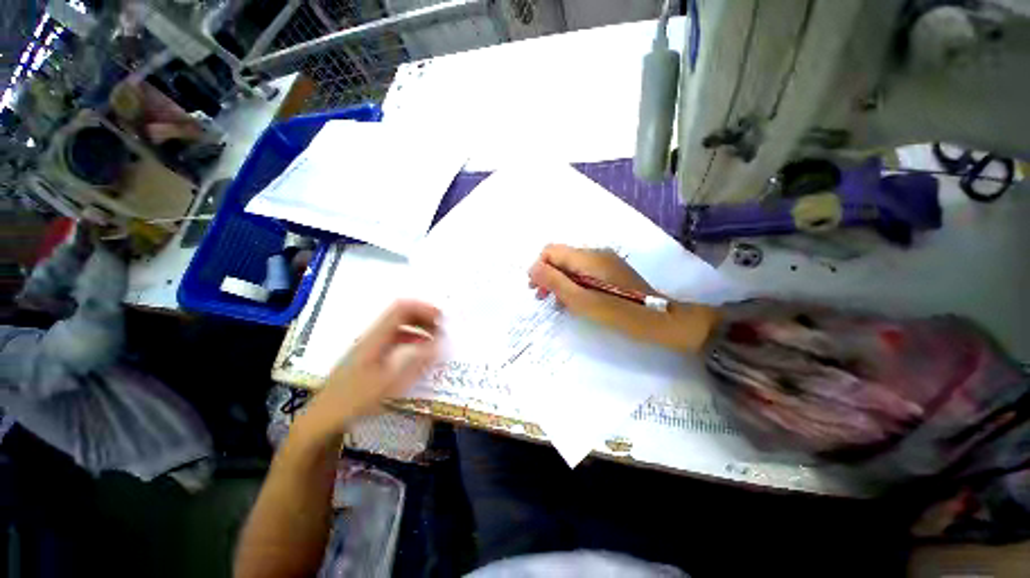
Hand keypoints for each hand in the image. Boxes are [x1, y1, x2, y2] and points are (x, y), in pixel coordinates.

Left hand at [298, 300, 440, 439]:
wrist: (324, 418)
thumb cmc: (355, 400)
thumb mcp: (389, 383)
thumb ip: (416, 362)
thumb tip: (439, 344)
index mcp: (376, 338)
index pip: (401, 310)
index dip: (423, 308)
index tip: (441, 318)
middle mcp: (373, 337)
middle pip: (400, 315)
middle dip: (424, 317)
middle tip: (442, 329)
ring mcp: (370, 346)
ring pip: (399, 327)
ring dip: (419, 328)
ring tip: (435, 339)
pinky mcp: (370, 356)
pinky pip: (395, 339)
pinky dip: (411, 340)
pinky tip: (418, 352)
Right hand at [528, 244, 718, 351]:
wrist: (658, 319)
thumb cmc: (618, 312)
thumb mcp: (581, 300)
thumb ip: (555, 282)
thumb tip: (533, 267)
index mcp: (587, 258)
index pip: (551, 250)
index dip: (539, 267)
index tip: (536, 289)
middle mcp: (595, 253)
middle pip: (561, 257)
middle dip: (547, 275)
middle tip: (542, 297)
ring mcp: (605, 261)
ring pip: (571, 265)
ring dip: (559, 280)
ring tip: (556, 302)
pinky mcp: (611, 270)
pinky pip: (584, 271)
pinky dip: (573, 283)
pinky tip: (574, 299)